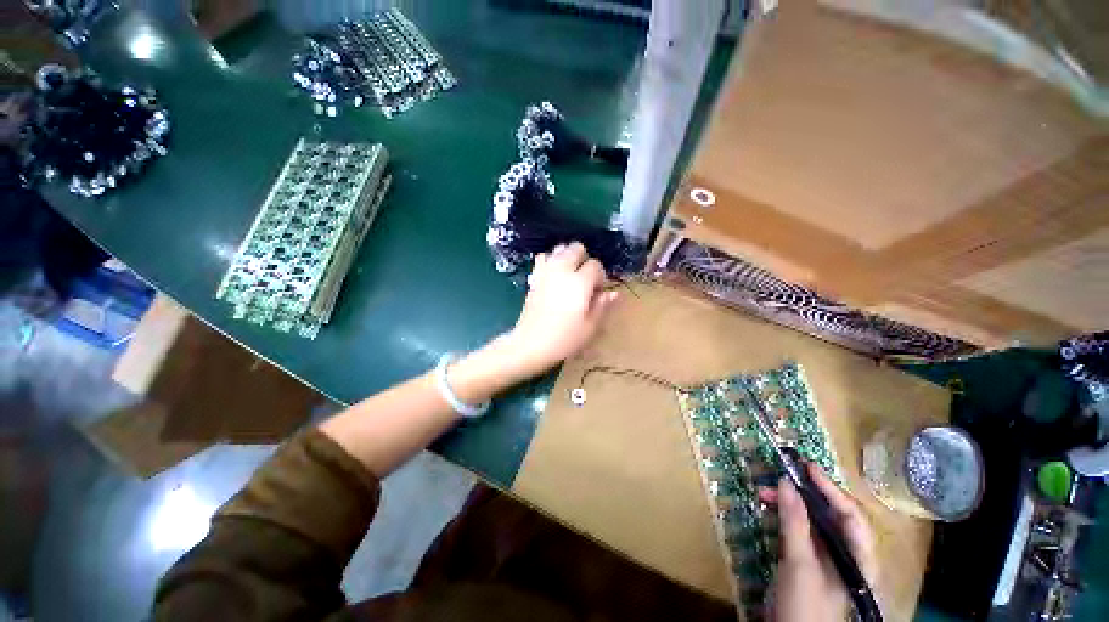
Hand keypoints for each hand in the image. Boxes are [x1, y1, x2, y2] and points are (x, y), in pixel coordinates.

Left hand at [501, 242, 617, 379]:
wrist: (531, 344)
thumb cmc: (565, 338)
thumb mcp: (590, 326)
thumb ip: (602, 305)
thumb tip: (613, 293)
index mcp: (580, 282)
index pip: (595, 265)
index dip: (600, 276)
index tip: (598, 291)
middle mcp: (562, 271)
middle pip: (576, 248)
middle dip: (584, 259)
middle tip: (585, 279)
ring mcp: (545, 272)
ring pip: (559, 249)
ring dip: (567, 256)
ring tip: (570, 274)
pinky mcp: (534, 278)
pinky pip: (542, 258)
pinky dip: (550, 260)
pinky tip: (553, 274)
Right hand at [759, 463, 878, 621]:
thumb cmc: (805, 604)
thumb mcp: (799, 563)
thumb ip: (795, 522)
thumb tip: (786, 482)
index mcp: (858, 558)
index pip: (852, 516)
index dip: (831, 489)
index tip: (808, 466)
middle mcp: (845, 553)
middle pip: (831, 515)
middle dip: (805, 493)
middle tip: (780, 475)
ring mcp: (825, 557)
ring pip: (812, 520)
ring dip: (789, 503)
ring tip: (764, 492)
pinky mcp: (807, 560)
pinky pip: (799, 529)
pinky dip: (784, 515)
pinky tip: (769, 507)